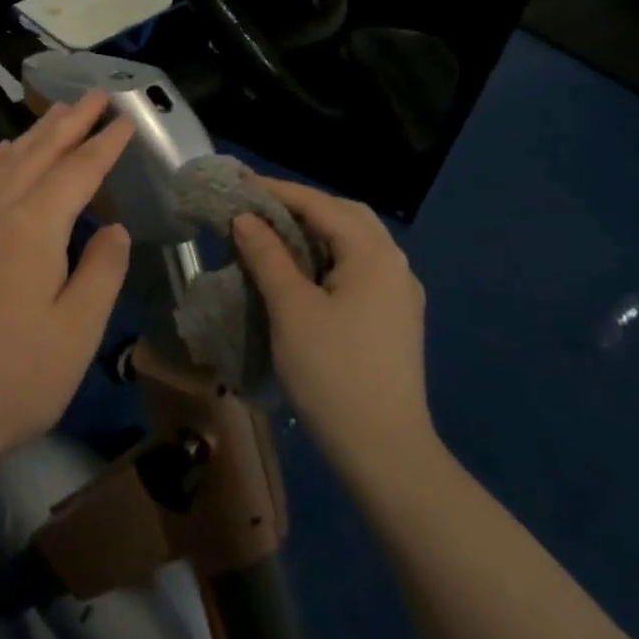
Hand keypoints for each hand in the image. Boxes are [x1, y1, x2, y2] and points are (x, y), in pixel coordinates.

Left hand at [0, 91, 135, 476]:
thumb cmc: (14, 378)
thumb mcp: (78, 331)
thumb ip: (102, 271)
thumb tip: (115, 228)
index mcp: (34, 226)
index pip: (78, 170)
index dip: (105, 143)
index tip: (126, 119)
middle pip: (39, 152)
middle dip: (71, 121)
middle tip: (96, 95)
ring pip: (4, 160)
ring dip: (34, 133)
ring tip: (56, 113)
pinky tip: (3, 156)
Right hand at [232, 178, 430, 469]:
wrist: (385, 453)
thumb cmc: (333, 373)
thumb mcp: (291, 310)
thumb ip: (268, 256)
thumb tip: (246, 218)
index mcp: (373, 253)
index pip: (320, 205)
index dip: (277, 192)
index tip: (238, 185)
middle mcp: (394, 264)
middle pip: (345, 216)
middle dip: (301, 207)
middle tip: (258, 209)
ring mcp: (400, 293)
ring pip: (355, 243)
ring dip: (316, 232)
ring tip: (276, 237)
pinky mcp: (396, 319)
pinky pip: (360, 269)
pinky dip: (329, 258)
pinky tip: (306, 274)